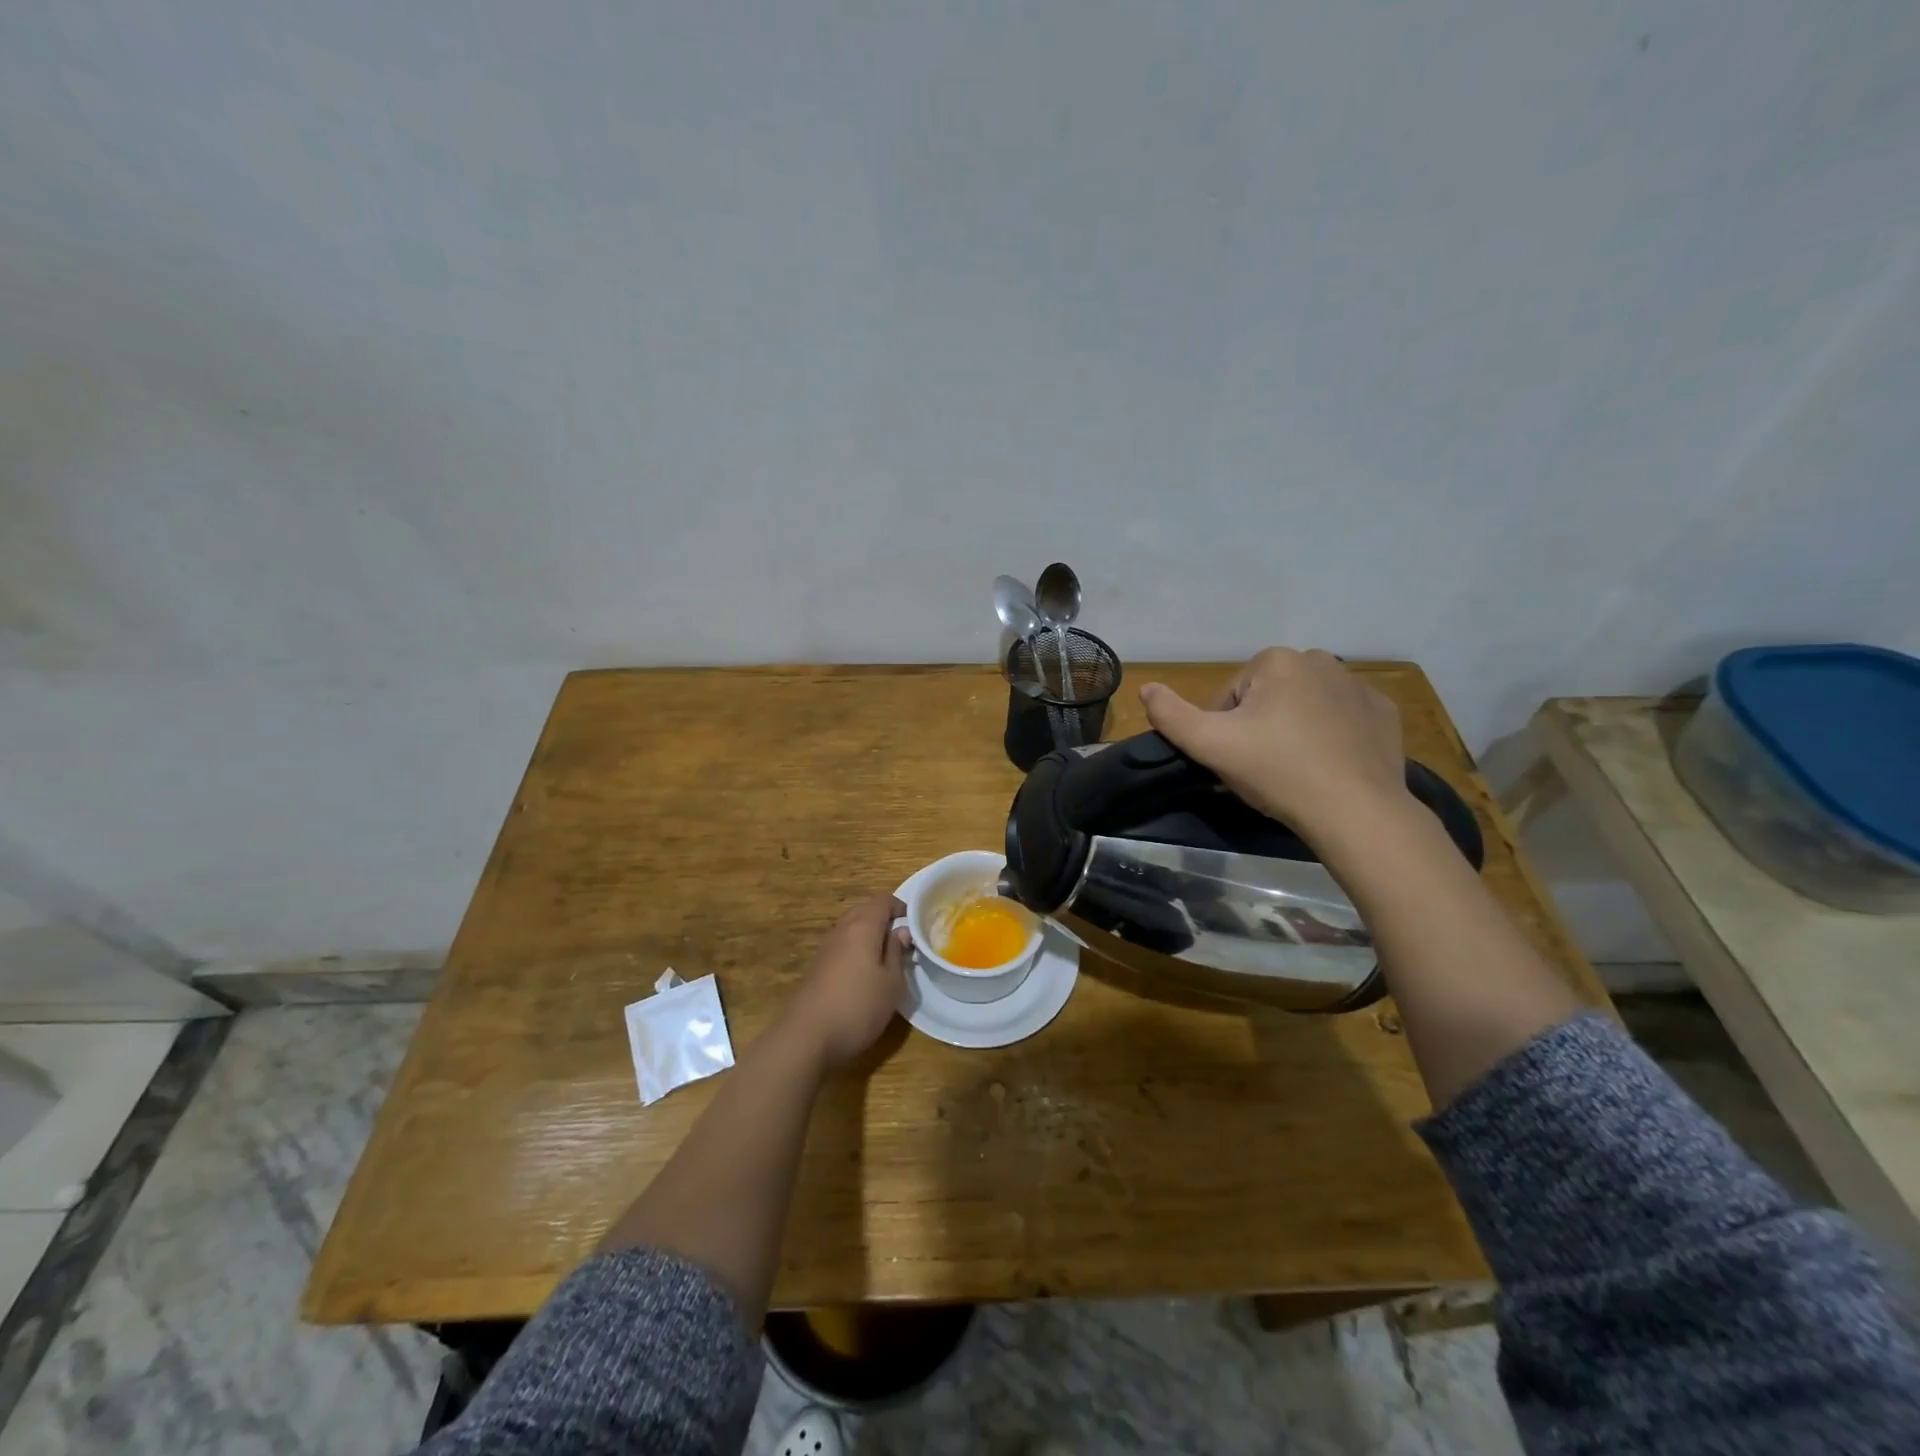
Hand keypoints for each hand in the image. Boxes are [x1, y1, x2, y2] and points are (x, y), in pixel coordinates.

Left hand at [781, 893, 910, 1068]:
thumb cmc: (858, 1006)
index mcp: (862, 926)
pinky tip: (865, 974)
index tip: (916, 924)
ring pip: (852, 929)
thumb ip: (897, 952)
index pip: (883, 900)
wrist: (807, 1036)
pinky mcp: (817, 967)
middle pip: (865, 911)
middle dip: (885, 920)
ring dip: (870, 936)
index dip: (901, 907)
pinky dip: (856, 950)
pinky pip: (842, 946)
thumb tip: (901, 931)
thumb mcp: (891, 982)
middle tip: (904, 940)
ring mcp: (826, 948)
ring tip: (887, 957)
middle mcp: (842, 930)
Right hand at [1139, 648, 1410, 841]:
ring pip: (1304, 706)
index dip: (1224, 730)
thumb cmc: (1277, 771)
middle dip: (1259, 726)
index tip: (1235, 759)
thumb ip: (1171, 715)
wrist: (1355, 811)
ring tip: (1295, 770)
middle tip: (1262, 767)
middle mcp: (1320, 660)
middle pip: (1267, 697)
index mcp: (1276, 660)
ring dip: (1294, 729)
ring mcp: (1358, 686)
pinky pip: (1342, 719)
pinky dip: (1332, 736)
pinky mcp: (1383, 713)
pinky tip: (1328, 766)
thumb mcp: (1210, 746)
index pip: (1230, 696)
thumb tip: (1146, 688)